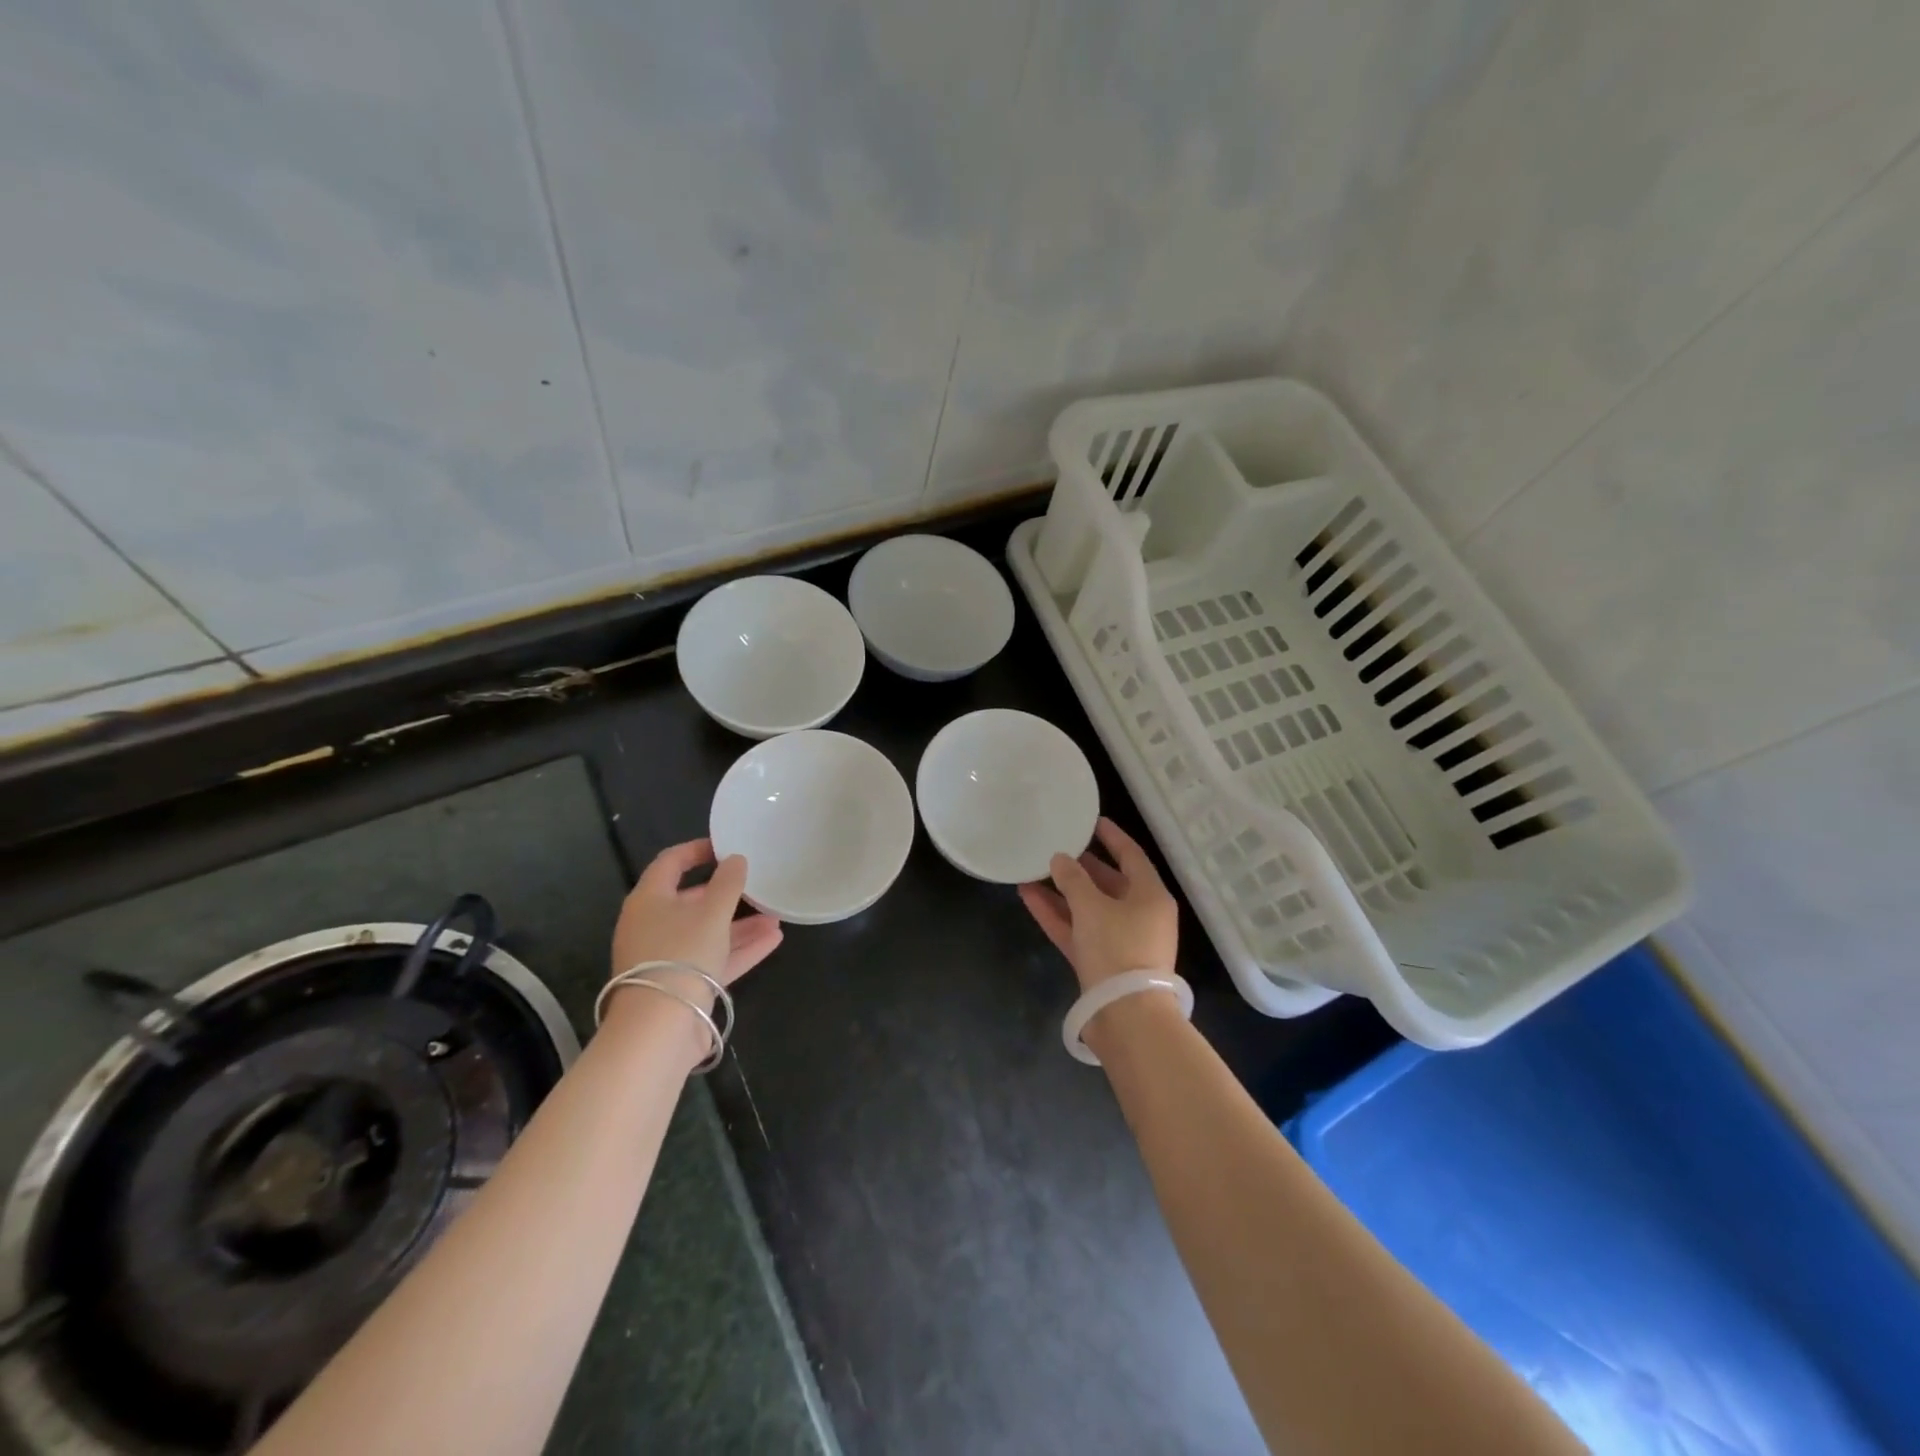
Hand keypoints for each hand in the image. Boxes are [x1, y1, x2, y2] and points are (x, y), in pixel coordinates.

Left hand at [609, 839, 782, 988]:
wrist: (660, 1029)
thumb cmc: (681, 954)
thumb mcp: (711, 912)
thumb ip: (728, 883)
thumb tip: (735, 859)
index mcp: (649, 900)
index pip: (670, 862)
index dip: (697, 850)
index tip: (726, 846)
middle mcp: (653, 926)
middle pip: (691, 900)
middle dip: (727, 893)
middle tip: (756, 883)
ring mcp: (667, 958)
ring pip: (707, 932)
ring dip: (740, 923)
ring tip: (775, 914)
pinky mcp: (683, 985)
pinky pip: (714, 958)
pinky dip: (740, 949)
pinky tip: (773, 940)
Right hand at [1018, 818, 1177, 993]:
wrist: (1125, 1016)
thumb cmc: (1118, 949)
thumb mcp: (1092, 906)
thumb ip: (1073, 879)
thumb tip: (1061, 859)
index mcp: (1150, 896)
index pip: (1132, 856)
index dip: (1112, 837)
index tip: (1092, 822)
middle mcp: (1139, 915)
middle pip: (1109, 882)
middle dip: (1082, 866)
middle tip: (1057, 846)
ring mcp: (1119, 941)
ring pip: (1088, 907)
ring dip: (1062, 890)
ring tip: (1033, 869)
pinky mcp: (1100, 962)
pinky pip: (1077, 929)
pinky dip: (1056, 914)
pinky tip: (1028, 896)